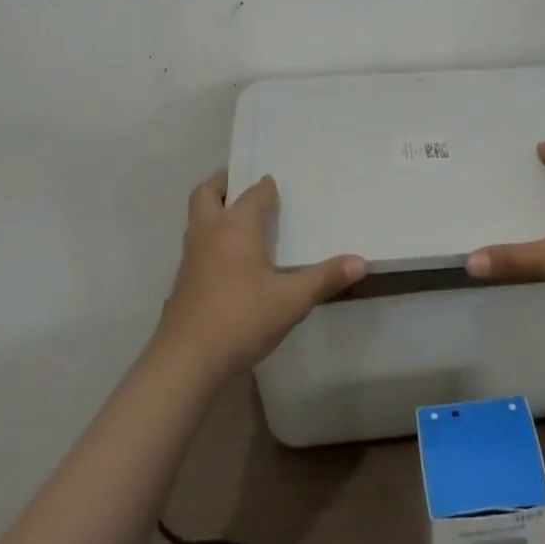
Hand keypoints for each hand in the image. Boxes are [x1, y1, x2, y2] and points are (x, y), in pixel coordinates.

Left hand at [155, 171, 366, 381]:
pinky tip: (228, 265)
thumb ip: (326, 278)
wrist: (186, 361)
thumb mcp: (293, 300)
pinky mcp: (182, 285)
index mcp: (236, 228)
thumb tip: (361, 261)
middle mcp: (209, 235)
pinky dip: (209, 243)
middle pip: (206, 195)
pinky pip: (196, 249)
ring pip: (197, 222)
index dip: (265, 187)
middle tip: (237, 181)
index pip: (252, 194)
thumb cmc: (242, 318)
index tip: (276, 184)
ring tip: (236, 220)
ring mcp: (190, 260)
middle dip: (221, 184)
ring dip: (212, 213)